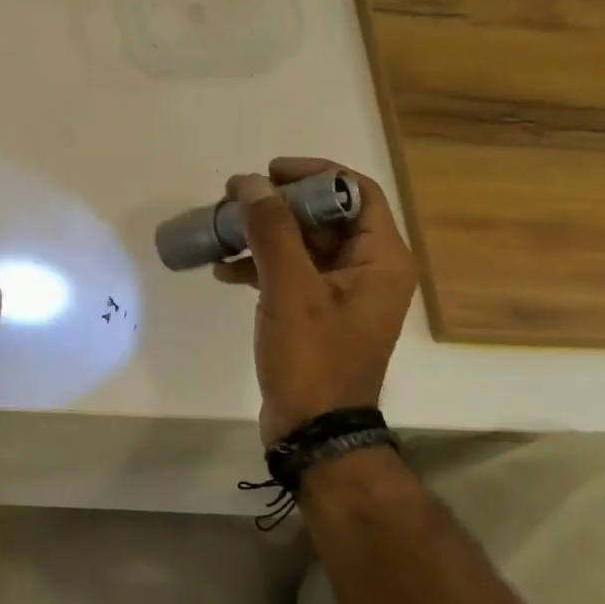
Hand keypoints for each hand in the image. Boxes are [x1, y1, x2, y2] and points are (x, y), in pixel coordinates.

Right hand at [213, 158, 418, 443]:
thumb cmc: (312, 357)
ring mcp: (343, 294)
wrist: (314, 430)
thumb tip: (249, 182)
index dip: (313, 174)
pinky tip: (224, 271)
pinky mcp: (318, 314)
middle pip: (325, 217)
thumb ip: (271, 230)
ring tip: (222, 233)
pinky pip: (292, 274)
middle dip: (278, 206)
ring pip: (303, 246)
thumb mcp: (290, 288)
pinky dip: (261, 266)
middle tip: (235, 201)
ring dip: (264, 236)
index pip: (355, 192)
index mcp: (382, 259)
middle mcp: (369, 271)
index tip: (267, 172)